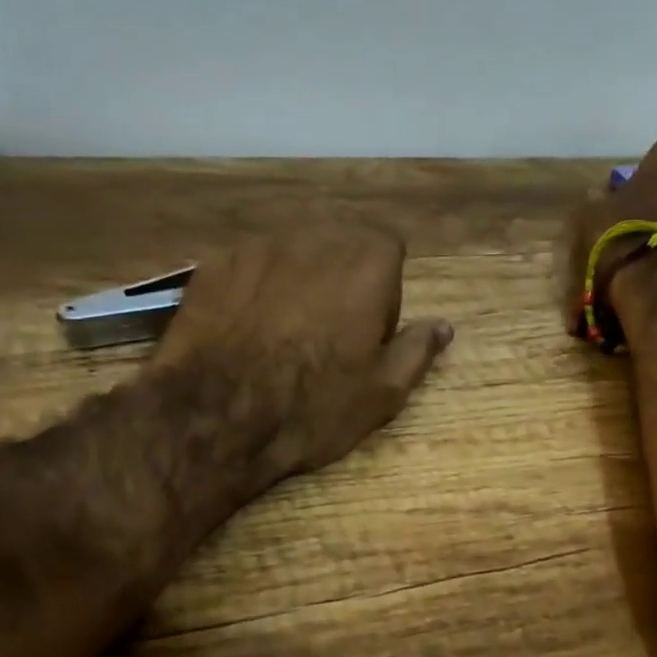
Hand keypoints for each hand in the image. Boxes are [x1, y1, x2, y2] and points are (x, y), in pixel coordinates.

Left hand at [154, 234, 452, 483]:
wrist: (217, 418)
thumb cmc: (314, 407)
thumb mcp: (383, 393)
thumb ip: (417, 349)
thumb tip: (443, 326)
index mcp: (368, 264)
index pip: (389, 253)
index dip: (382, 294)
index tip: (366, 335)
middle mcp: (315, 238)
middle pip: (339, 248)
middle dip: (339, 282)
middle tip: (325, 336)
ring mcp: (258, 246)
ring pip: (290, 256)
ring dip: (295, 283)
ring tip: (280, 334)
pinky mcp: (213, 264)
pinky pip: (247, 269)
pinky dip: (251, 290)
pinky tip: (241, 332)